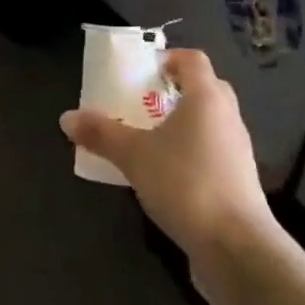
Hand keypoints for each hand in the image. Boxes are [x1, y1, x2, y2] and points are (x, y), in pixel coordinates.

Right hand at [60, 48, 285, 304]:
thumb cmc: (185, 184)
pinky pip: (210, 154)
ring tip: (144, 142)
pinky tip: (163, 177)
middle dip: (170, 93)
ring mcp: (236, 151)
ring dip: (179, 127)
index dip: (167, 58)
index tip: (140, 71)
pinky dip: (188, 155)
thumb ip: (101, 134)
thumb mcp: (134, 156)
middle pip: (202, 90)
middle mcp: (228, 117)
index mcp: (207, 98)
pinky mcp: (237, 181)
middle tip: (138, 105)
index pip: (192, 60)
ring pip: (207, 124)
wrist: (235, 246)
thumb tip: (67, 117)